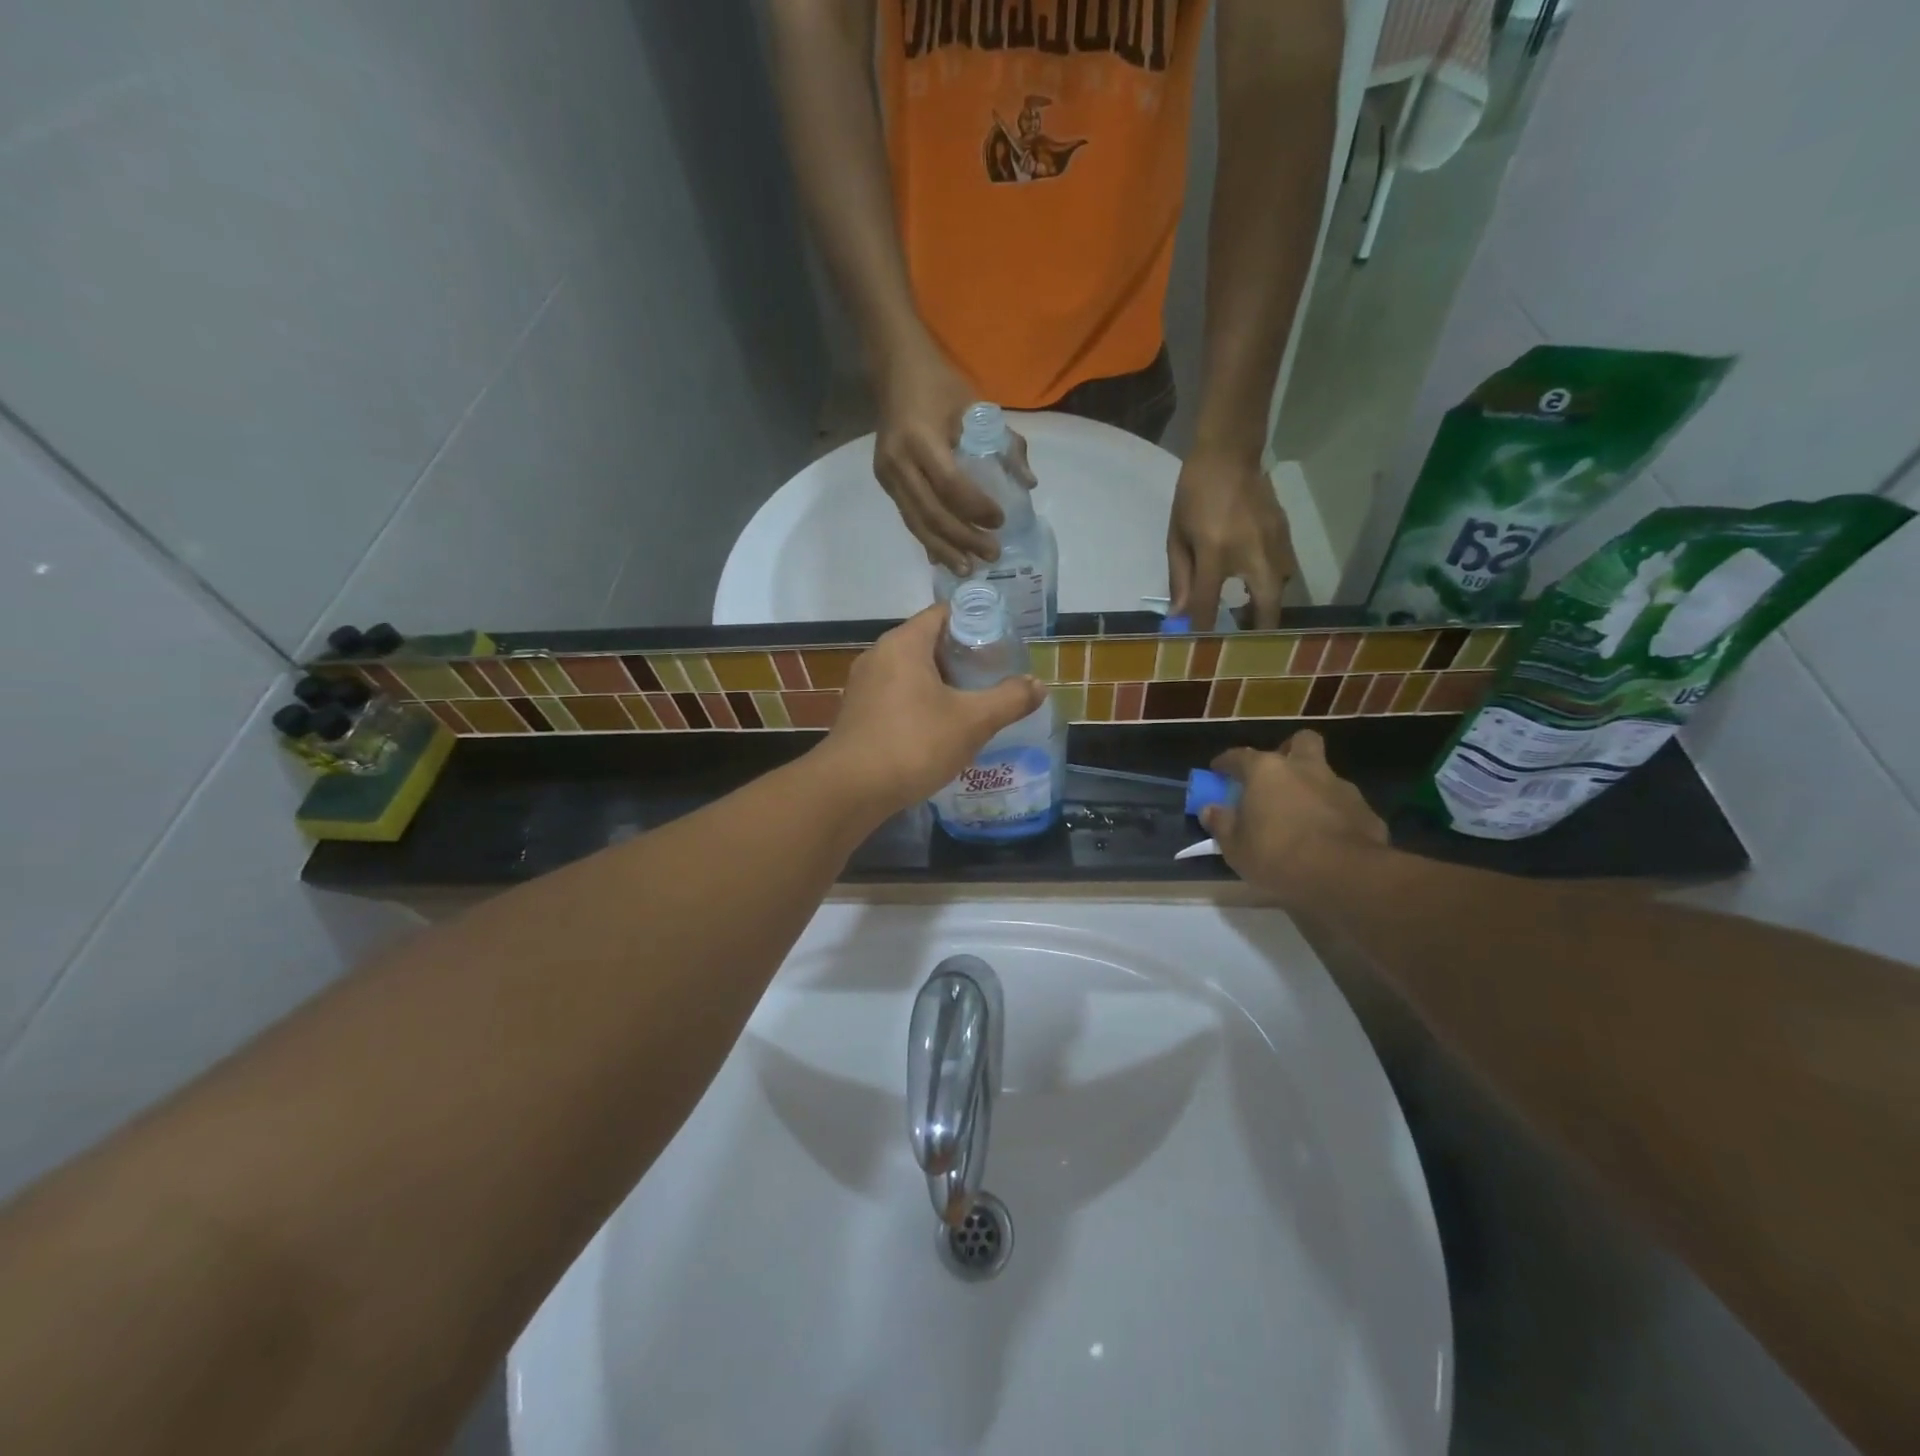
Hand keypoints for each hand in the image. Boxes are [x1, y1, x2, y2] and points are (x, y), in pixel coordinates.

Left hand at [817, 605, 1045, 813]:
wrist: (850, 789)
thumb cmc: (914, 744)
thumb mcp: (972, 721)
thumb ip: (1009, 699)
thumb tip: (1039, 685)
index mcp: (904, 643)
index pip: (944, 613)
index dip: (977, 621)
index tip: (1004, 641)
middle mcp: (879, 655)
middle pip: (929, 641)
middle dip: (964, 656)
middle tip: (996, 674)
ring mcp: (864, 685)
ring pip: (913, 671)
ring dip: (943, 683)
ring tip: (975, 701)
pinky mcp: (859, 712)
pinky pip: (898, 694)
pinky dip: (922, 702)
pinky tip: (942, 727)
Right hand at [873, 342, 1035, 574]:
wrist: (894, 368)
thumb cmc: (940, 385)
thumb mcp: (976, 406)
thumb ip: (1006, 444)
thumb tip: (1029, 483)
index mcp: (920, 439)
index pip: (950, 485)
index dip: (975, 508)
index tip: (1000, 521)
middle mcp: (898, 462)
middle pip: (932, 513)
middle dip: (963, 538)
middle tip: (991, 554)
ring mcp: (887, 475)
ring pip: (916, 523)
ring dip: (944, 549)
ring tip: (968, 569)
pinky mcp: (885, 483)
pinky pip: (909, 517)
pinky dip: (928, 539)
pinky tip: (943, 558)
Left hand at [1167, 448, 1296, 629]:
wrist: (1230, 455)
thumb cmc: (1194, 496)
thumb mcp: (1177, 537)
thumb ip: (1181, 579)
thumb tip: (1181, 616)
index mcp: (1216, 553)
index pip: (1209, 604)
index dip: (1203, 630)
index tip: (1199, 649)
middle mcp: (1252, 554)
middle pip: (1265, 608)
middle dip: (1255, 632)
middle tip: (1241, 644)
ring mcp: (1276, 545)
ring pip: (1280, 592)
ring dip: (1265, 610)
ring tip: (1244, 617)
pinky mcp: (1287, 537)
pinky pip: (1284, 573)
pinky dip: (1270, 589)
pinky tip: (1253, 589)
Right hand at [1202, 732, 1387, 900]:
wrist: (1345, 875)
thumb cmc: (1278, 855)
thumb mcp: (1235, 847)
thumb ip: (1221, 823)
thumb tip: (1210, 809)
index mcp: (1267, 771)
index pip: (1239, 756)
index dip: (1225, 763)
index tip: (1217, 771)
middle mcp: (1305, 768)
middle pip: (1300, 742)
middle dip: (1289, 751)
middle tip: (1277, 774)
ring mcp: (1340, 786)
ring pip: (1325, 773)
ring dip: (1313, 786)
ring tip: (1302, 812)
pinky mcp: (1365, 810)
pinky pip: (1343, 804)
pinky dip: (1333, 813)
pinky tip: (1327, 835)